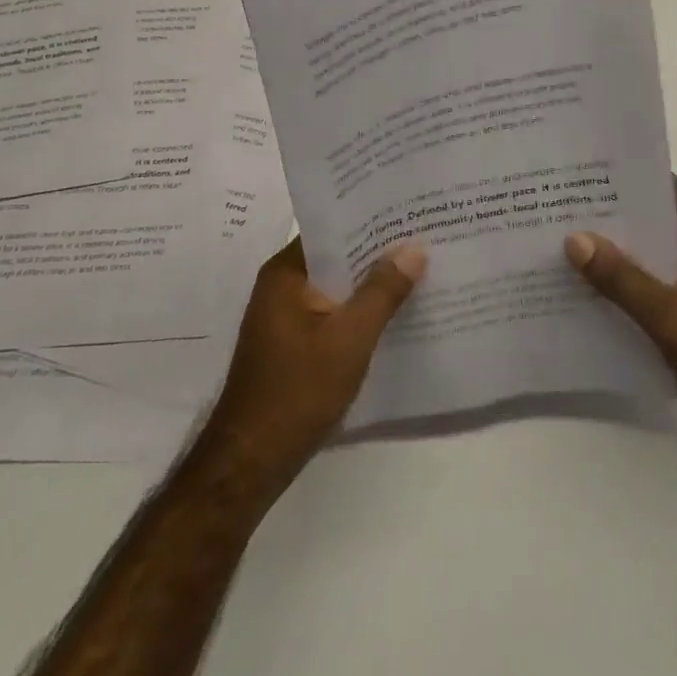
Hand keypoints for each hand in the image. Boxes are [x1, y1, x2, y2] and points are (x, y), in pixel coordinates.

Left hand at [196, 239, 426, 498]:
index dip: (371, 219)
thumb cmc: (297, 392)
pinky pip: (333, 313)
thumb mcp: (349, 338)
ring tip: (420, 270)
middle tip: (426, 237)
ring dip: (371, 284)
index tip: (410, 212)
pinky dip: (360, 310)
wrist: (250, 464)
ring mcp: (286, 317)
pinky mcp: (294, 344)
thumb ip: (382, 291)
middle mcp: (282, 286)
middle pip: (337, 257)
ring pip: (337, 287)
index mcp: (285, 273)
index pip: (332, 229)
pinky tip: (395, 314)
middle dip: (378, 252)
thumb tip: (414, 246)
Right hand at [565, 177, 676, 469]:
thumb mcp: (674, 320)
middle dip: (614, 217)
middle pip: (659, 218)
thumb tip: (574, 238)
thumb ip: (623, 279)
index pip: (664, 188)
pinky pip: (668, 278)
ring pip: (661, 250)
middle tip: (561, 212)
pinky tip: (603, 292)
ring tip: (571, 247)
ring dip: (624, 251)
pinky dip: (639, 279)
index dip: (622, 181)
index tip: (577, 178)